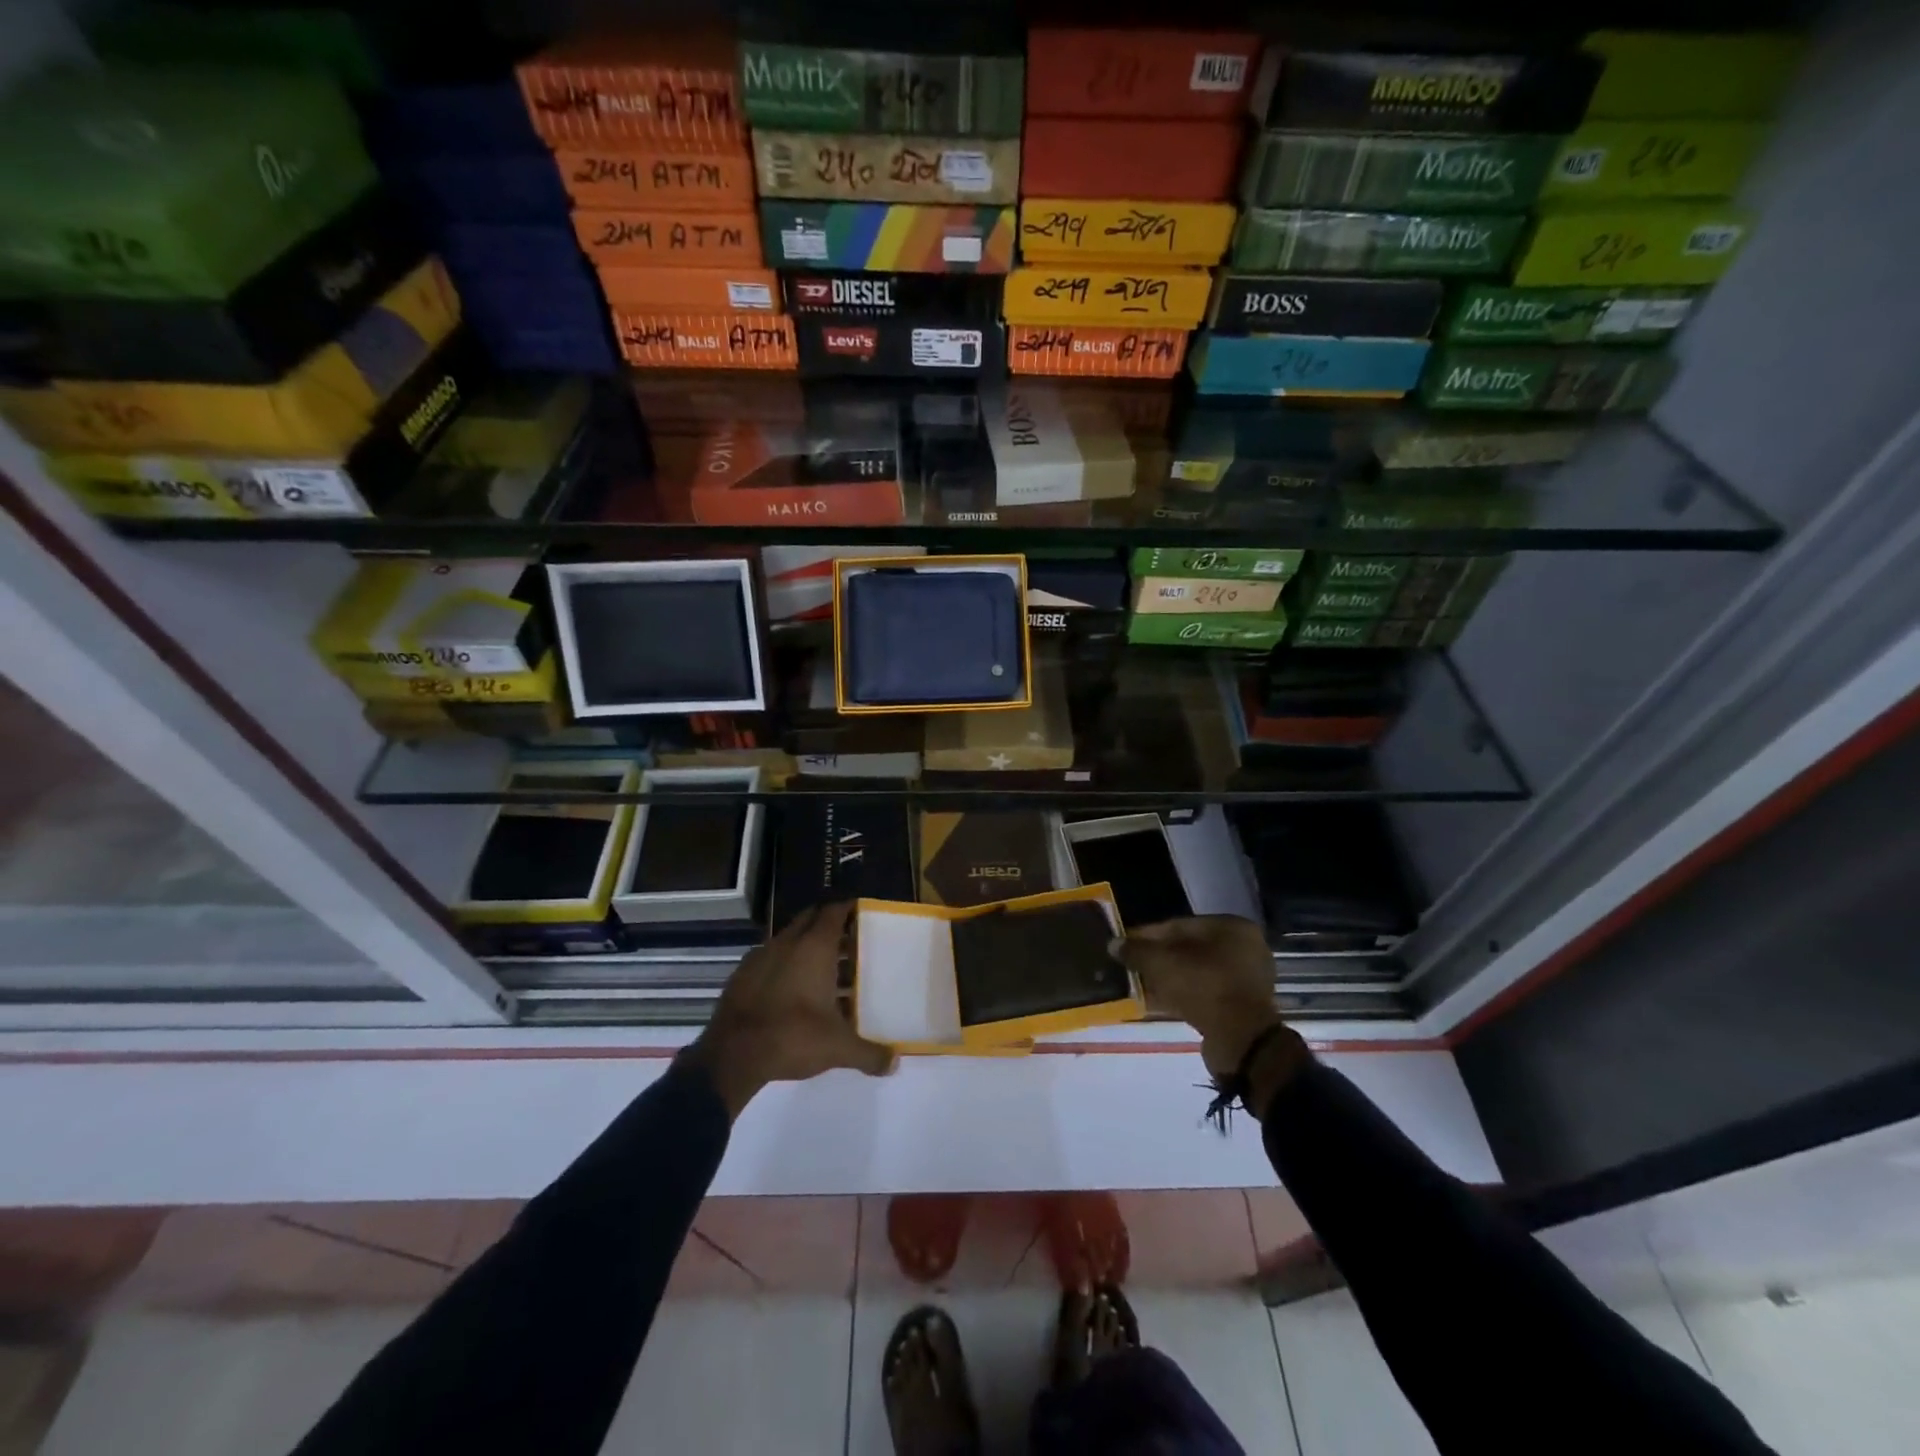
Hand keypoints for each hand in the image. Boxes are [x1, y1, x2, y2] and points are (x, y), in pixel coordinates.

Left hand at [684, 902, 895, 1118]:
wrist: (731, 1055)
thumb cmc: (792, 1037)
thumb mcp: (838, 1048)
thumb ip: (869, 1053)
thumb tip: (895, 1063)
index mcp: (814, 947)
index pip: (833, 911)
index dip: (848, 908)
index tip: (861, 912)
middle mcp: (787, 943)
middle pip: (811, 920)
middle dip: (828, 925)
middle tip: (848, 941)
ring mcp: (761, 957)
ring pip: (789, 939)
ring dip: (806, 947)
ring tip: (824, 970)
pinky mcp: (741, 975)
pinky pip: (770, 959)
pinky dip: (784, 965)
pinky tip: (791, 990)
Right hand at [1117, 915, 1309, 1113]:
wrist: (1241, 1041)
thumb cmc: (1204, 987)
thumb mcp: (1162, 963)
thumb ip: (1136, 950)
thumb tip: (1113, 944)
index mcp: (1231, 927)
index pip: (1179, 925)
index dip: (1147, 935)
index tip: (1124, 945)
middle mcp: (1243, 948)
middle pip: (1188, 949)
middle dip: (1157, 958)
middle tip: (1130, 965)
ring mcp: (1245, 979)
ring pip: (1195, 972)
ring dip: (1166, 978)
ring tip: (1138, 984)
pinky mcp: (1240, 1006)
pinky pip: (1203, 992)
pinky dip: (1180, 994)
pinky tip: (1155, 1001)